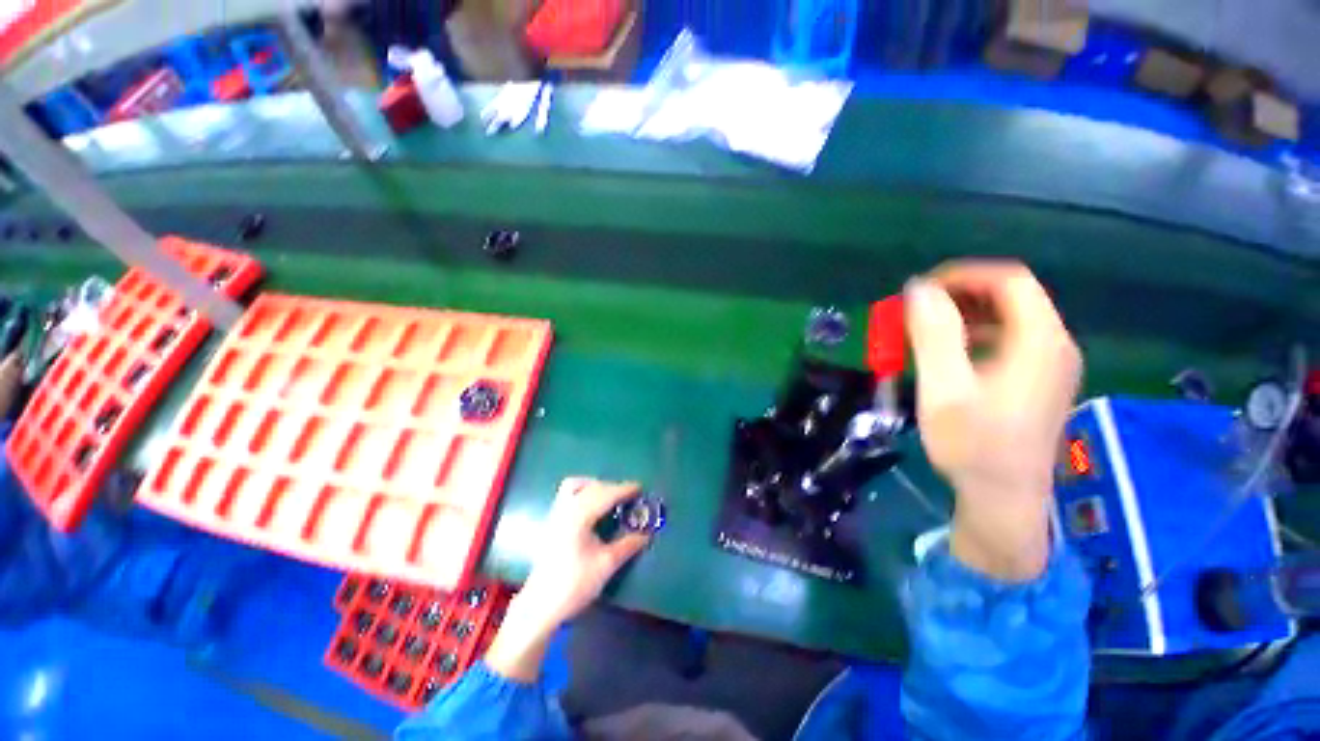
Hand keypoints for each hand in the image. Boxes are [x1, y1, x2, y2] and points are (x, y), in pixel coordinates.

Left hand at [518, 478, 650, 626]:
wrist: (540, 606)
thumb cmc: (574, 584)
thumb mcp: (606, 565)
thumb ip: (628, 545)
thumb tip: (646, 535)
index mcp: (579, 517)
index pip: (605, 495)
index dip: (624, 489)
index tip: (640, 487)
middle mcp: (566, 509)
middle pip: (592, 488)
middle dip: (612, 488)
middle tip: (629, 496)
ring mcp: (556, 514)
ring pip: (575, 485)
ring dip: (595, 485)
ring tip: (610, 496)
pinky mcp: (552, 521)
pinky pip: (568, 494)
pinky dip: (583, 491)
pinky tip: (592, 505)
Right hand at [904, 261, 1081, 580]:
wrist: (1003, 500)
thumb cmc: (972, 445)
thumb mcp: (944, 389)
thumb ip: (933, 335)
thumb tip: (919, 288)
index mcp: (1040, 341)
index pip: (1009, 280)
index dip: (963, 275)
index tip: (919, 290)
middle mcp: (1054, 345)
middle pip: (1011, 296)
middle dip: (958, 295)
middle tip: (915, 312)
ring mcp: (1051, 364)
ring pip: (1009, 318)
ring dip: (963, 316)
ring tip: (923, 333)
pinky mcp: (1039, 380)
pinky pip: (1008, 340)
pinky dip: (974, 336)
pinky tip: (947, 356)